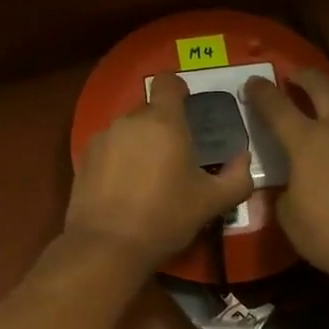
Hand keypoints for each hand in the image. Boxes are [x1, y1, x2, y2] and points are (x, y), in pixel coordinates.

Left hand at [65, 73, 255, 271]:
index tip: (188, 106)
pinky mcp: (84, 159)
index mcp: (163, 122)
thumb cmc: (165, 217)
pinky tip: (125, 188)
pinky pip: (109, 148)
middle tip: (176, 156)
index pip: (168, 81)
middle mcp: (130, 121)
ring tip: (149, 176)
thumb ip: (238, 177)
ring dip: (140, 143)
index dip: (179, 88)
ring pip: (128, 130)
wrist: (106, 247)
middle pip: (149, 109)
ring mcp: (103, 138)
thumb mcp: (212, 202)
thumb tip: (244, 159)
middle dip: (163, 126)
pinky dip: (119, 159)